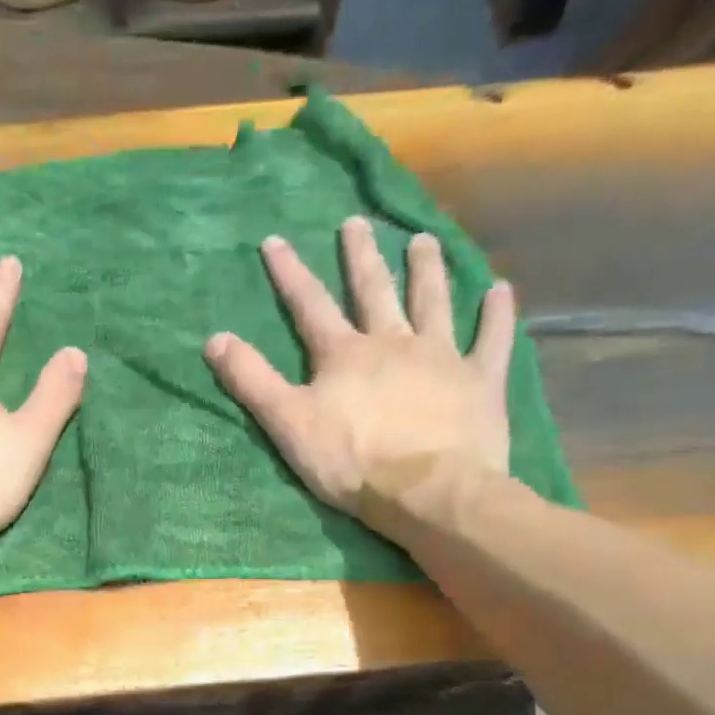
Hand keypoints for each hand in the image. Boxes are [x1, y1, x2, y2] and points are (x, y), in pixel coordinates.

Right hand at [204, 217, 515, 518]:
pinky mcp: (480, 381)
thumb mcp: (288, 424)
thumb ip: (252, 380)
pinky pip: (492, 339)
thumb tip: (213, 339)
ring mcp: (441, 358)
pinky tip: (501, 290)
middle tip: (358, 222)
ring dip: (427, 269)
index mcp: (344, 354)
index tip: (275, 240)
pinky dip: (497, 314)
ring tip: (423, 239)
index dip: (289, 273)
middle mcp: (393, 342)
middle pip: (374, 290)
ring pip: (433, 302)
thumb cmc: (352, 461)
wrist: (430, 492)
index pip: (310, 305)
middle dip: (361, 255)